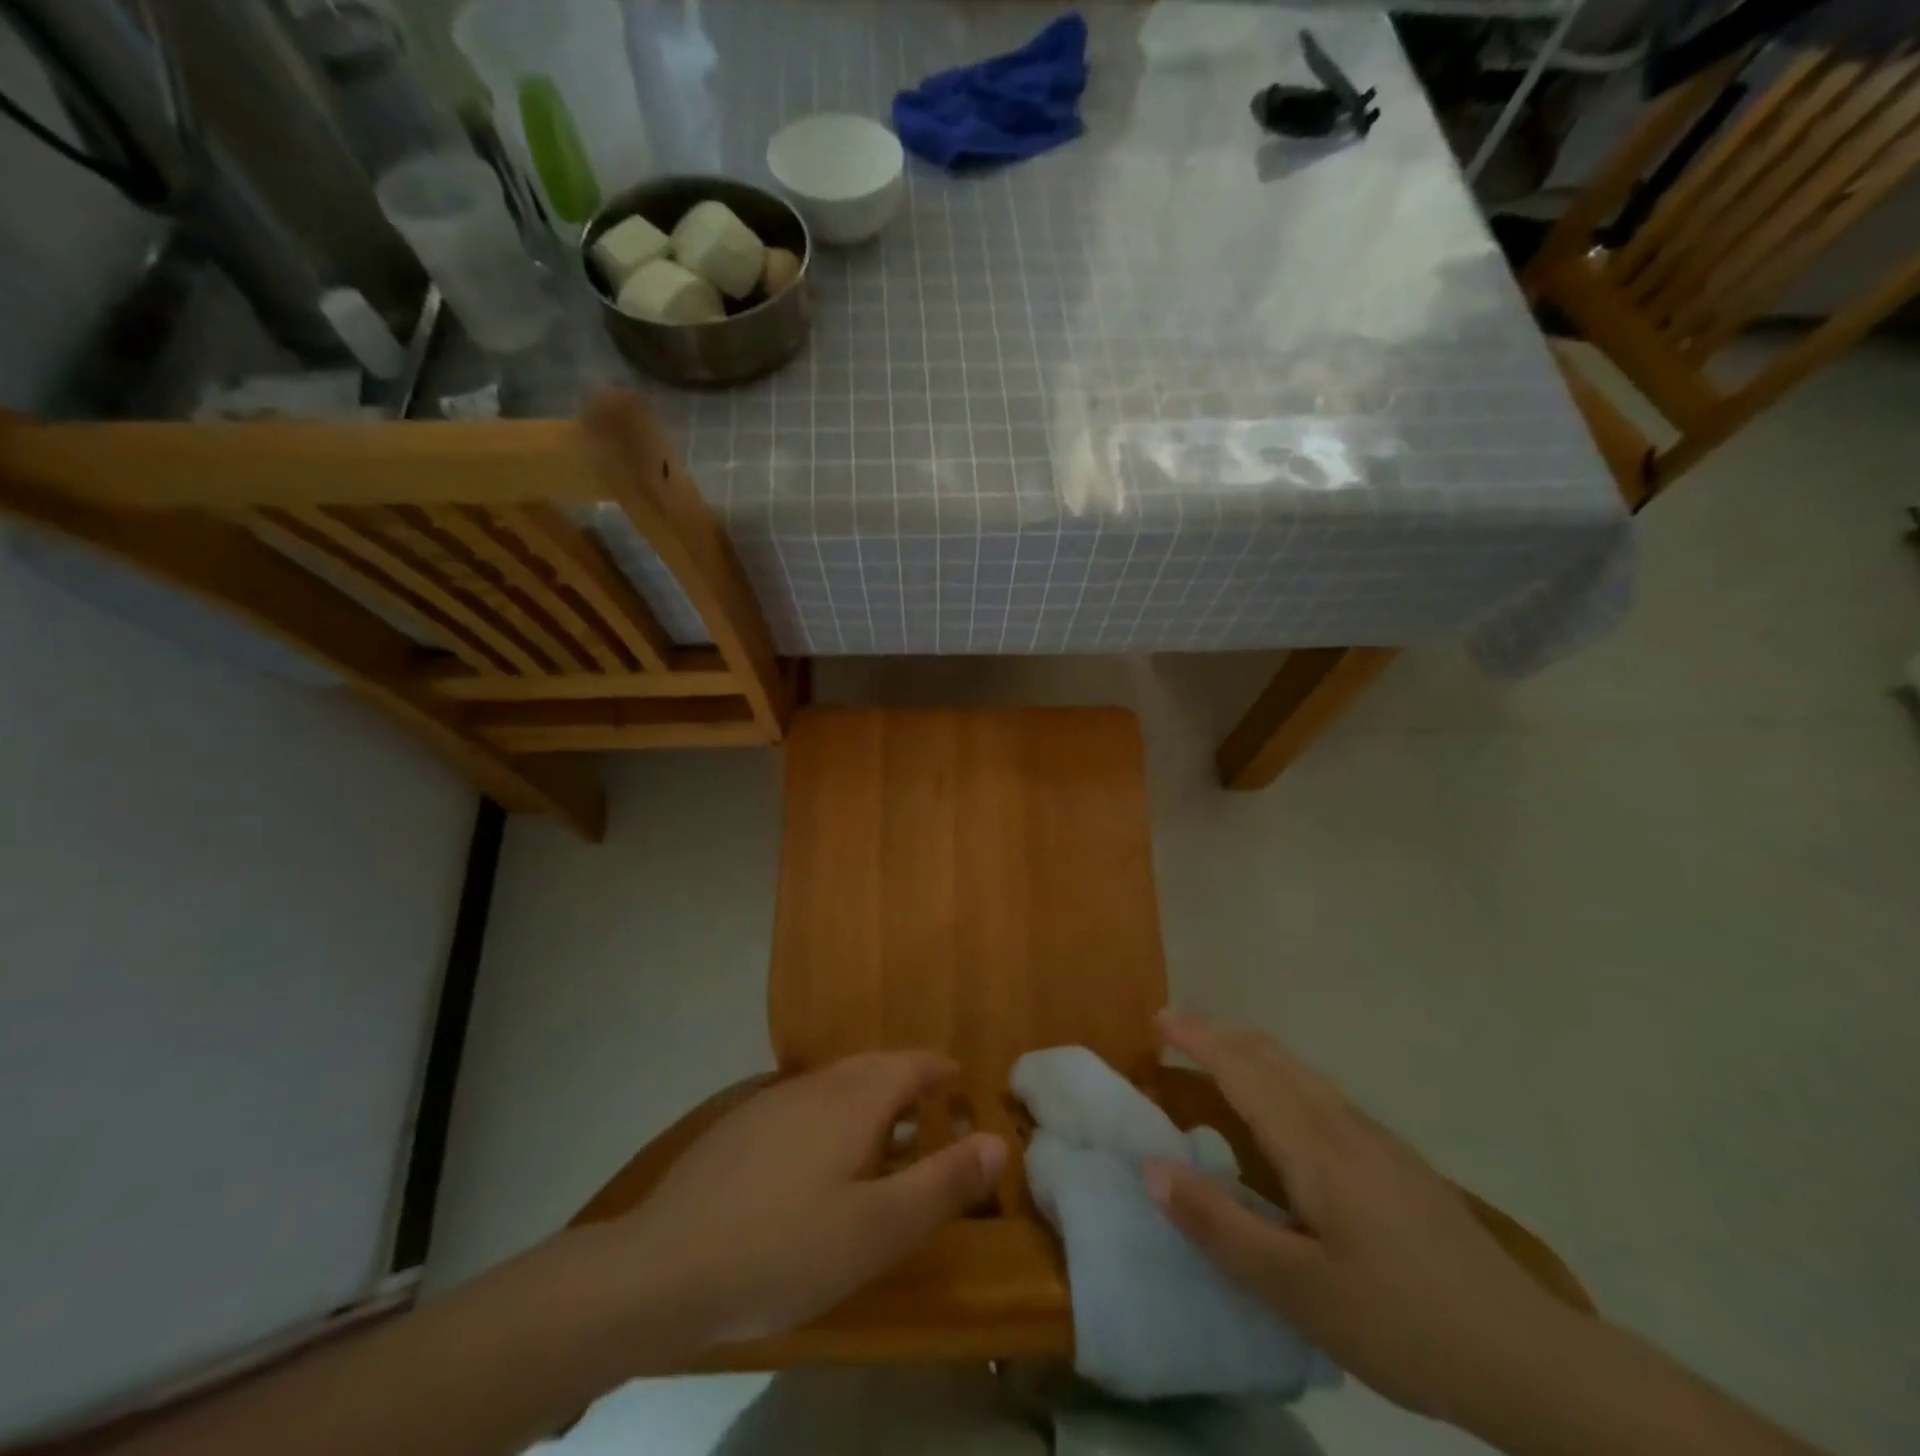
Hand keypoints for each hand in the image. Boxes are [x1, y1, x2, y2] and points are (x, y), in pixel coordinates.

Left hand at [617, 1053, 1005, 1348]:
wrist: (663, 1267)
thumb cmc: (785, 1249)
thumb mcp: (878, 1230)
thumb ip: (942, 1183)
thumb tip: (998, 1140)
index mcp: (853, 1101)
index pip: (909, 1065)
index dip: (939, 1070)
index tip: (961, 1081)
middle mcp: (815, 1087)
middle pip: (872, 1066)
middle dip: (907, 1078)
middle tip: (932, 1104)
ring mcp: (771, 1104)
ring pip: (835, 1083)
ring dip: (868, 1094)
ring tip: (885, 1128)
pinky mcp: (739, 1128)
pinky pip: (804, 1103)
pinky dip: (832, 1112)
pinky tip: (820, 1153)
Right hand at [1146, 1013, 1566, 1423]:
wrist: (1530, 1358)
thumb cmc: (1402, 1322)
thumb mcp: (1298, 1290)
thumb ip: (1220, 1225)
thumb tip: (1151, 1168)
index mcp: (1314, 1147)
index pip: (1243, 1070)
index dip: (1198, 1039)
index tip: (1158, 1019)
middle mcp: (1343, 1125)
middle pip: (1272, 1055)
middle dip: (1220, 1032)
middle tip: (1174, 1029)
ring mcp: (1376, 1140)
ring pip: (1301, 1070)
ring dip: (1251, 1050)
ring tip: (1216, 1058)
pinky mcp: (1397, 1161)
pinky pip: (1321, 1092)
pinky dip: (1280, 1075)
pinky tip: (1283, 1111)